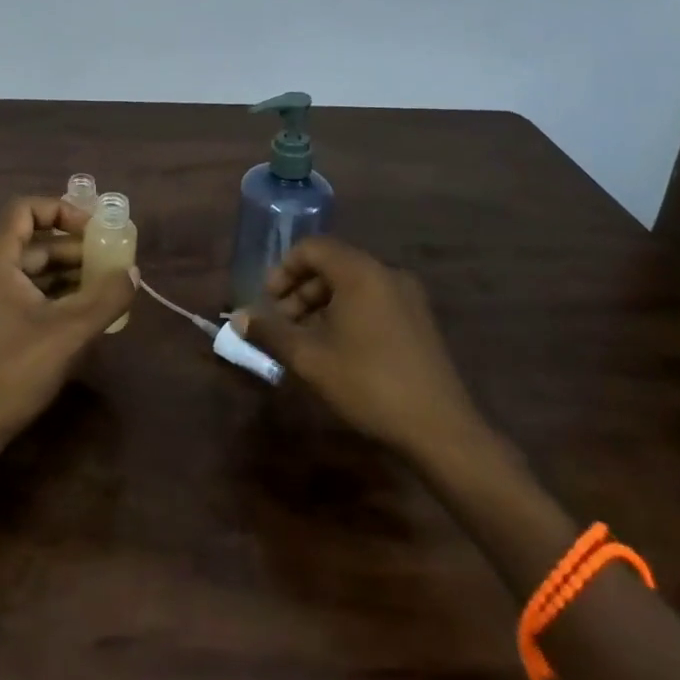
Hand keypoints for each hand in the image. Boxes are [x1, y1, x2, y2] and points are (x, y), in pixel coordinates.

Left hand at [0, 197, 134, 449]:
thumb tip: (133, 272)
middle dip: (70, 245)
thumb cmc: (15, 371)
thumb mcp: (70, 332)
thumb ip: (106, 297)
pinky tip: (77, 305)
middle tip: (107, 256)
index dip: (62, 210)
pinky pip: (14, 286)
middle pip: (28, 239)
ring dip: (61, 269)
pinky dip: (45, 288)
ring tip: (101, 281)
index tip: (94, 228)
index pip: (25, 209)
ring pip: (23, 265)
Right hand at [236, 237, 485, 462]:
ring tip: (306, 342)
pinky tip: (338, 350)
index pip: (312, 248)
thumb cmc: (369, 384)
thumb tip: (238, 318)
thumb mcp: (310, 359)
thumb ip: (270, 333)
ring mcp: (408, 297)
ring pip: (352, 285)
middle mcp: (386, 273)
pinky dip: (347, 313)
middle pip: (331, 265)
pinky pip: (372, 301)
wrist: (442, 430)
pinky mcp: (419, 321)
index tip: (268, 303)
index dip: (283, 270)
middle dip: (299, 291)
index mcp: (360, 272)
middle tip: (282, 325)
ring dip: (321, 305)